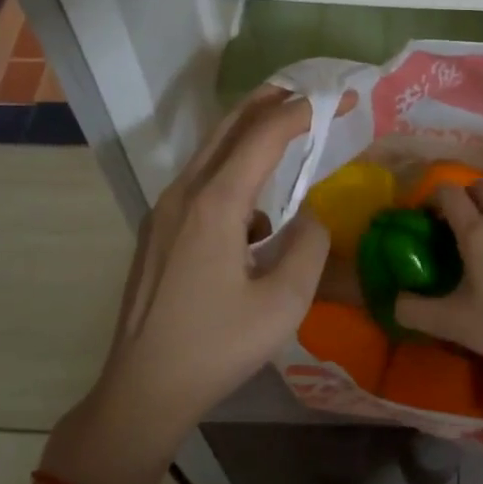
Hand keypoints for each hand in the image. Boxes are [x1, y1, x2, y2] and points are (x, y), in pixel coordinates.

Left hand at [83, 89, 328, 454]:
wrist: (142, 390)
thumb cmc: (216, 348)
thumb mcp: (284, 303)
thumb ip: (310, 246)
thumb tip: (312, 215)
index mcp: (215, 204)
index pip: (264, 135)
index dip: (304, 111)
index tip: (341, 101)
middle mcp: (184, 193)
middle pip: (229, 127)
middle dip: (270, 102)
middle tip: (307, 93)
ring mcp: (164, 211)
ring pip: (211, 152)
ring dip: (249, 134)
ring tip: (287, 134)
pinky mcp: (158, 230)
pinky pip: (200, 183)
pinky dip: (232, 174)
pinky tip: (254, 217)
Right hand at [393, 182, 482, 371]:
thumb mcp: (452, 321)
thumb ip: (415, 311)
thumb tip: (394, 302)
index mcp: (476, 231)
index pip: (449, 192)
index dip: (430, 196)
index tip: (417, 217)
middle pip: (478, 188)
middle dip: (458, 196)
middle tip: (442, 224)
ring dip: (478, 213)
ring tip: (461, 244)